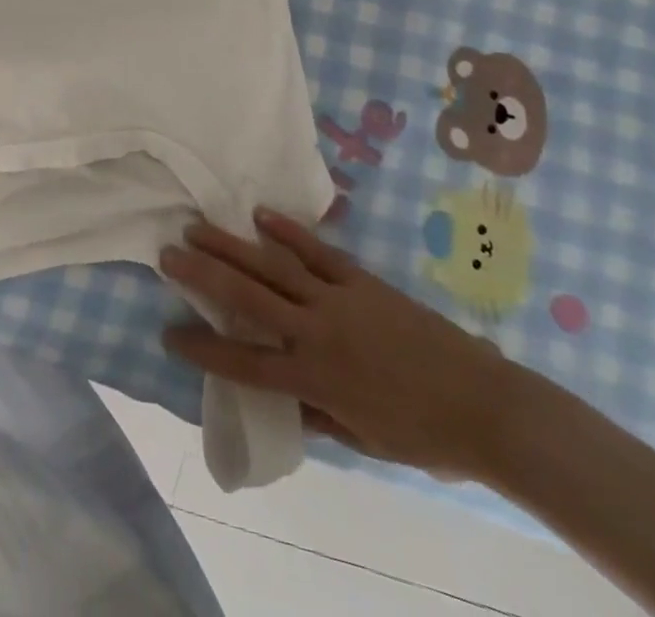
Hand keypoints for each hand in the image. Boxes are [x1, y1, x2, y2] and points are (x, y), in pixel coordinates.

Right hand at [160, 208, 514, 481]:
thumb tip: (278, 396)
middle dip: (202, 275)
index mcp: (315, 380)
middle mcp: (317, 333)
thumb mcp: (361, 440)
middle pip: (247, 298)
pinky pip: (316, 251)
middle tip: (167, 253)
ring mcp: (338, 300)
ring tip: (197, 228)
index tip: (168, 333)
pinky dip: (286, 232)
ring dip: (231, 245)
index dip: (203, 348)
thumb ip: (315, 413)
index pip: (244, 363)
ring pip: (273, 266)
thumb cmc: (423, 435)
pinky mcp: (361, 280)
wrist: (487, 406)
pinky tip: (259, 215)